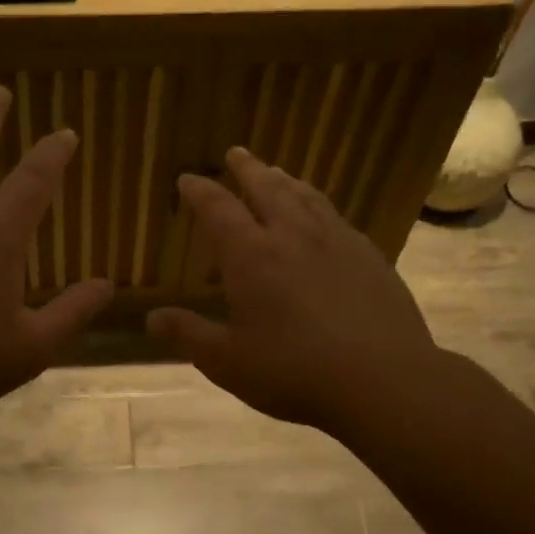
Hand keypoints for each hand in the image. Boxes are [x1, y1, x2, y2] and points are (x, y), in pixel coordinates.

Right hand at [147, 146, 450, 436]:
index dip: (199, 191)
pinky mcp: (369, 255)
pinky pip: (335, 216)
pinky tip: (322, 216)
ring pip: (305, 196)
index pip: (218, 209)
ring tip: (275, 172)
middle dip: (246, 169)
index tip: (187, 178)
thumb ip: (188, 335)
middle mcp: (292, 235)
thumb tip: (151, 318)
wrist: (383, 380)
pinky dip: (318, 204)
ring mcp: (336, 241)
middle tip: (236, 153)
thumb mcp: (227, 362)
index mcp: (251, 256)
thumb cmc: (294, 371)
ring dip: (284, 180)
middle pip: (266, 187)